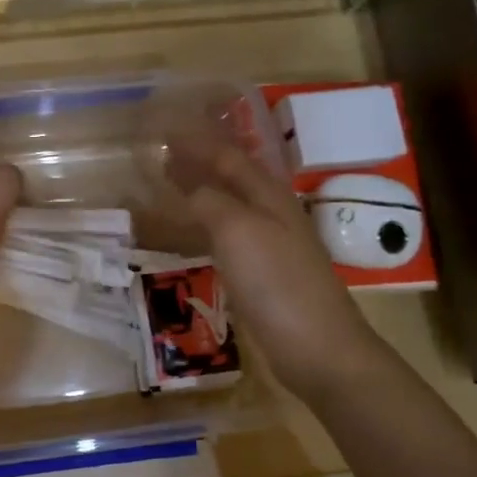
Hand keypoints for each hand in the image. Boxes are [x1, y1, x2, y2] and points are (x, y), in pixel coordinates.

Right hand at [170, 137, 376, 403]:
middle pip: (229, 178)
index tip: (163, 129)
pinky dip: (201, 227)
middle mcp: (269, 213)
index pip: (227, 155)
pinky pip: (223, 239)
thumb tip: (187, 187)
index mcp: (267, 195)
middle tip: (159, 154)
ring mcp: (267, 246)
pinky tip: (187, 236)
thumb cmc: (277, 282)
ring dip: (197, 194)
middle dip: (196, 162)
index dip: (196, 141)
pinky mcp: (261, 276)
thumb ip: (209, 201)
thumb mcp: (238, 230)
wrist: (317, 347)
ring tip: (165, 188)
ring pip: (225, 207)